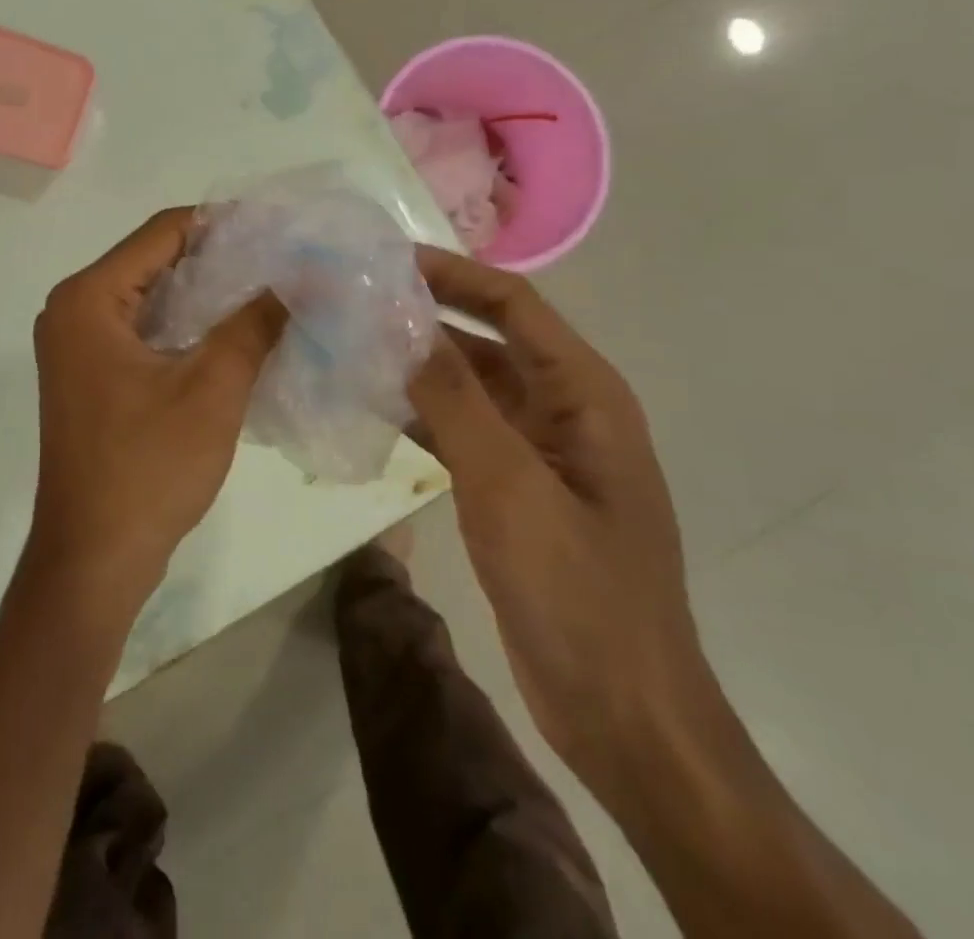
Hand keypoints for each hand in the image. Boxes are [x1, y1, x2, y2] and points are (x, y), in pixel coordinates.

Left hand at [29, 207, 284, 612]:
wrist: (94, 559)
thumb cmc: (148, 467)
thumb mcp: (213, 388)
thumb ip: (255, 324)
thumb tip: (299, 280)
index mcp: (89, 299)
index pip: (161, 233)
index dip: (220, 223)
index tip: (275, 227)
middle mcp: (74, 311)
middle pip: (154, 261)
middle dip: (217, 258)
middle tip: (281, 260)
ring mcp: (78, 347)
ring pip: (151, 297)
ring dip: (205, 294)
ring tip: (269, 291)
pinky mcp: (91, 376)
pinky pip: (143, 331)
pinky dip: (186, 327)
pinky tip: (234, 334)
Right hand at [407, 246, 715, 792]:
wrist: (624, 714)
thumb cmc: (577, 593)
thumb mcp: (508, 485)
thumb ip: (455, 400)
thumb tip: (404, 322)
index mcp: (583, 394)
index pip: (512, 304)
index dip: (453, 273)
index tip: (387, 260)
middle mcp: (565, 409)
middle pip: (488, 338)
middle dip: (426, 315)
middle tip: (355, 299)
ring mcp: (540, 451)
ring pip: (471, 386)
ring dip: (418, 365)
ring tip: (350, 345)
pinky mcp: (517, 488)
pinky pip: (465, 430)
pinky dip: (422, 414)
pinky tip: (371, 409)